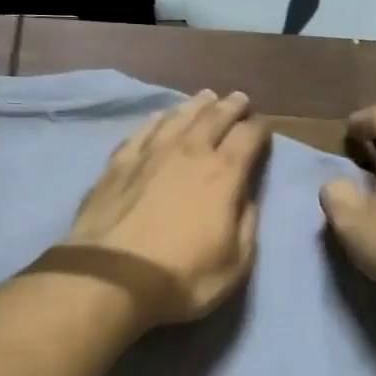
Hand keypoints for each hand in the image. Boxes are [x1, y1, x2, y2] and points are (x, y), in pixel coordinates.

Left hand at [60, 90, 270, 328]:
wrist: (110, 278)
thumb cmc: (181, 277)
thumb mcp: (234, 263)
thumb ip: (246, 223)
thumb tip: (245, 196)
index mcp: (223, 174)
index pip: (248, 137)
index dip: (260, 128)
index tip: (264, 126)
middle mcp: (188, 152)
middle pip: (214, 118)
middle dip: (230, 107)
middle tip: (239, 99)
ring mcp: (149, 153)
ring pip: (178, 117)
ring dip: (196, 105)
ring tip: (206, 98)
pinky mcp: (117, 163)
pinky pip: (143, 130)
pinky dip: (157, 119)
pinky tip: (160, 117)